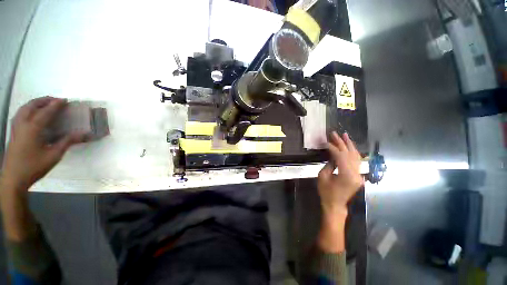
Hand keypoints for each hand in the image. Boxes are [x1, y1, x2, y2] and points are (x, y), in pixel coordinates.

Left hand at [1, 97, 84, 191]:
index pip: (46, 111)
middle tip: (55, 100)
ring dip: (35, 103)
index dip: (56, 105)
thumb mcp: (54, 155)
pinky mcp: (13, 132)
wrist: (14, 178)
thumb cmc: (34, 166)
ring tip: (44, 104)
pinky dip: (27, 109)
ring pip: (24, 108)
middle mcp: (23, 124)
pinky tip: (32, 114)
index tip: (65, 100)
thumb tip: (84, 134)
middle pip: (32, 105)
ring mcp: (16, 128)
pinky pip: (20, 114)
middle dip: (44, 100)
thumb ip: (67, 142)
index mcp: (33, 128)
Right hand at [318, 132, 362, 216]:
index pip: (340, 156)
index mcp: (347, 175)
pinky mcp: (358, 175)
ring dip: (350, 145)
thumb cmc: (326, 192)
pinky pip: (356, 161)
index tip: (325, 141)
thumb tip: (333, 155)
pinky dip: (353, 152)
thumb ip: (329, 164)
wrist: (335, 205)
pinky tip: (349, 146)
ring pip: (356, 156)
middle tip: (335, 133)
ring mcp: (359, 174)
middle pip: (349, 154)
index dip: (332, 147)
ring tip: (345, 135)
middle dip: (341, 142)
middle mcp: (356, 173)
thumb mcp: (323, 176)